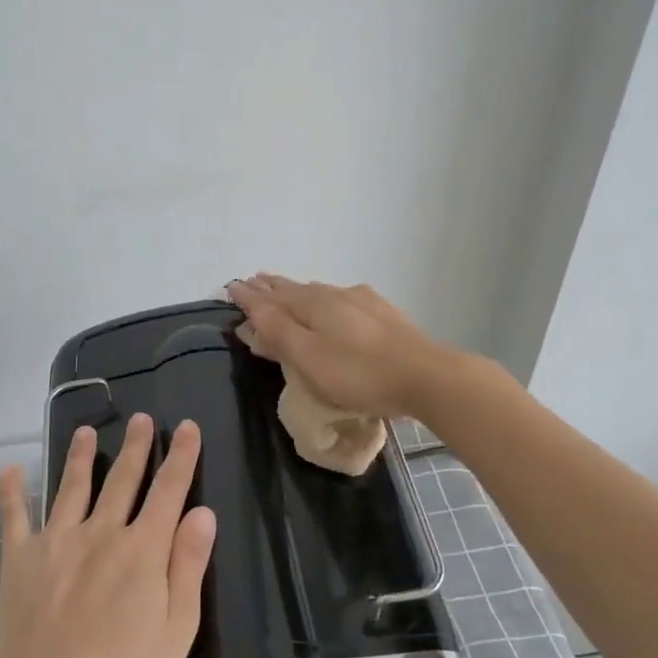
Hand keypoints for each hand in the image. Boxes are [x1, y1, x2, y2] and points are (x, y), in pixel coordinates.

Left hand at [0, 414, 215, 657]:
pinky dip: (12, 493)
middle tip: (142, 419)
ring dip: (80, 457)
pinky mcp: (20, 561)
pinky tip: (10, 470)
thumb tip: (202, 512)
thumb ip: (188, 567)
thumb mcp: (176, 630)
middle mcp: (101, 533)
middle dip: (136, 447)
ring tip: (85, 431)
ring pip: (72, 487)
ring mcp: (57, 543)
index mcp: (142, 550)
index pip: (169, 491)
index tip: (187, 426)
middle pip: (122, 480)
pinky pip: (15, 518)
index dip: (182, 457)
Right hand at [228, 274, 455, 418]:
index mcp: (312, 304)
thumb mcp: (309, 358)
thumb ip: (279, 332)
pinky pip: (340, 298)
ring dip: (295, 290)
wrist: (426, 376)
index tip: (231, 287)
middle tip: (253, 280)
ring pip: (318, 291)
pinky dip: (322, 297)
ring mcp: (361, 301)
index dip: (250, 295)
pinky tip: (333, 299)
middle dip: (271, 287)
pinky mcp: (382, 313)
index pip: (271, 297)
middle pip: (294, 289)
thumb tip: (251, 305)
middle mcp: (334, 294)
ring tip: (282, 287)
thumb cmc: (359, 373)